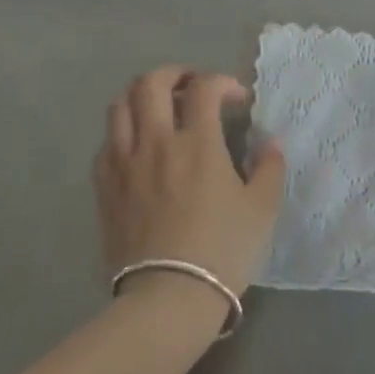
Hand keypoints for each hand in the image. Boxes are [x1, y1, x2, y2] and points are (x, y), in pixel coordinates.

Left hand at [94, 68, 286, 302]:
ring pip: (120, 106)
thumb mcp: (261, 208)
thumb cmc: (221, 250)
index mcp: (197, 142)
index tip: (236, 98)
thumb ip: (269, 168)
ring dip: (141, 97)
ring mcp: (125, 164)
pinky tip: (137, 147)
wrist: (167, 299)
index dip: (223, 82)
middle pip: (151, 83)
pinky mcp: (104, 188)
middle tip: (191, 87)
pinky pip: (106, 143)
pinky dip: (122, 133)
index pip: (205, 88)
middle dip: (174, 74)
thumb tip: (270, 143)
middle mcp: (157, 142)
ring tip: (159, 108)